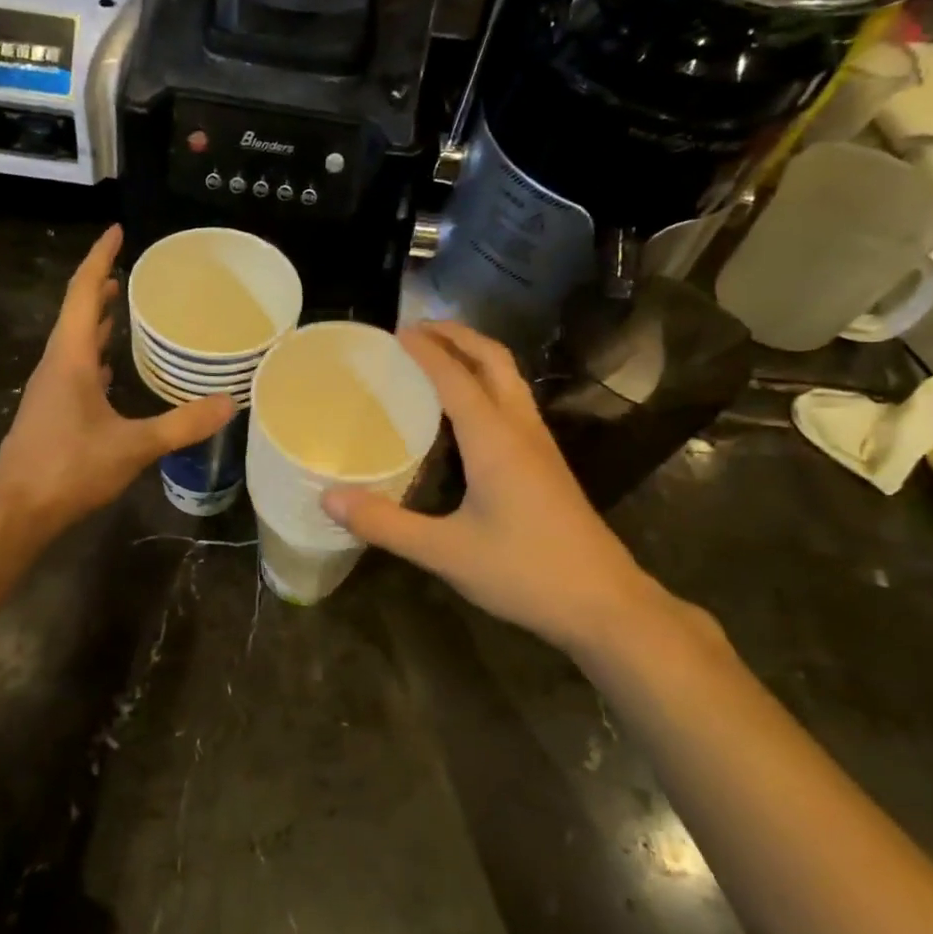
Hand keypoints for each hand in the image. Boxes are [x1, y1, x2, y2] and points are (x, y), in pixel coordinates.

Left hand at [0, 226, 233, 534]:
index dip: (100, 258)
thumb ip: (181, 424)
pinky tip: (110, 370)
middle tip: (127, 270)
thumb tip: (229, 403)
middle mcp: (55, 365)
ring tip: (120, 307)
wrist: (16, 510)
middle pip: (76, 313)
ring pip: (74, 343)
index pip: (83, 293)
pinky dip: (94, 357)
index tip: (118, 232)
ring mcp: (50, 390)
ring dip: (95, 321)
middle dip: (99, 287)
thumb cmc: (68, 468)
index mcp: (69, 358)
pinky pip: (75, 369)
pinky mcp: (51, 413)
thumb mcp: (132, 446)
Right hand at [323, 321, 677, 654]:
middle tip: (419, 329)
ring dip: (476, 357)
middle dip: (458, 336)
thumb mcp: (445, 552)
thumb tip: (329, 499)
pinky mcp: (548, 465)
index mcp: (495, 439)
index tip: (395, 331)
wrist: (603, 603)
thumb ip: (385, 524)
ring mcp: (540, 446)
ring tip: (441, 357)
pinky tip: (468, 413)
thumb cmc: (524, 572)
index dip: (425, 350)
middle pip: (494, 361)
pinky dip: (488, 385)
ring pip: (510, 380)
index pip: (455, 377)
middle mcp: (521, 430)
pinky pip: (514, 403)